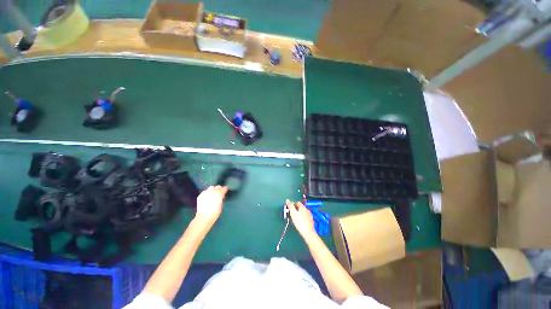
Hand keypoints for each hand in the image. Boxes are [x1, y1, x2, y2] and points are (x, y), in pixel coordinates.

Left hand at [194, 186, 227, 226]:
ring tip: (213, 193)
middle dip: (219, 188)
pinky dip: (207, 192)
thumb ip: (221, 198)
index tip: (226, 190)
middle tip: (220, 192)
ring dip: (213, 189)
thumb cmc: (215, 212)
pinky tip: (207, 196)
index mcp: (219, 193)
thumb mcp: (221, 205)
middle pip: (217, 187)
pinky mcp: (200, 195)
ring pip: (211, 187)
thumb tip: (221, 195)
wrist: (204, 217)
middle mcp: (212, 191)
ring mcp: (206, 192)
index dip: (225, 189)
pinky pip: (205, 191)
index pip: (224, 188)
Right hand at [286, 200, 316, 238]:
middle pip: (300, 207)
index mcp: (303, 207)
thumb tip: (287, 200)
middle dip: (295, 210)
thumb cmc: (299, 222)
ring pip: (302, 212)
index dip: (292, 205)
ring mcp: (309, 215)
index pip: (297, 202)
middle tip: (291, 215)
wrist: (308, 232)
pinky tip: (299, 222)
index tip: (289, 209)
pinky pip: (305, 216)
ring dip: (298, 213)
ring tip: (294, 219)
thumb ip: (290, 206)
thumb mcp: (293, 213)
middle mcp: (307, 209)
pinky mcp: (310, 220)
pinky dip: (301, 217)